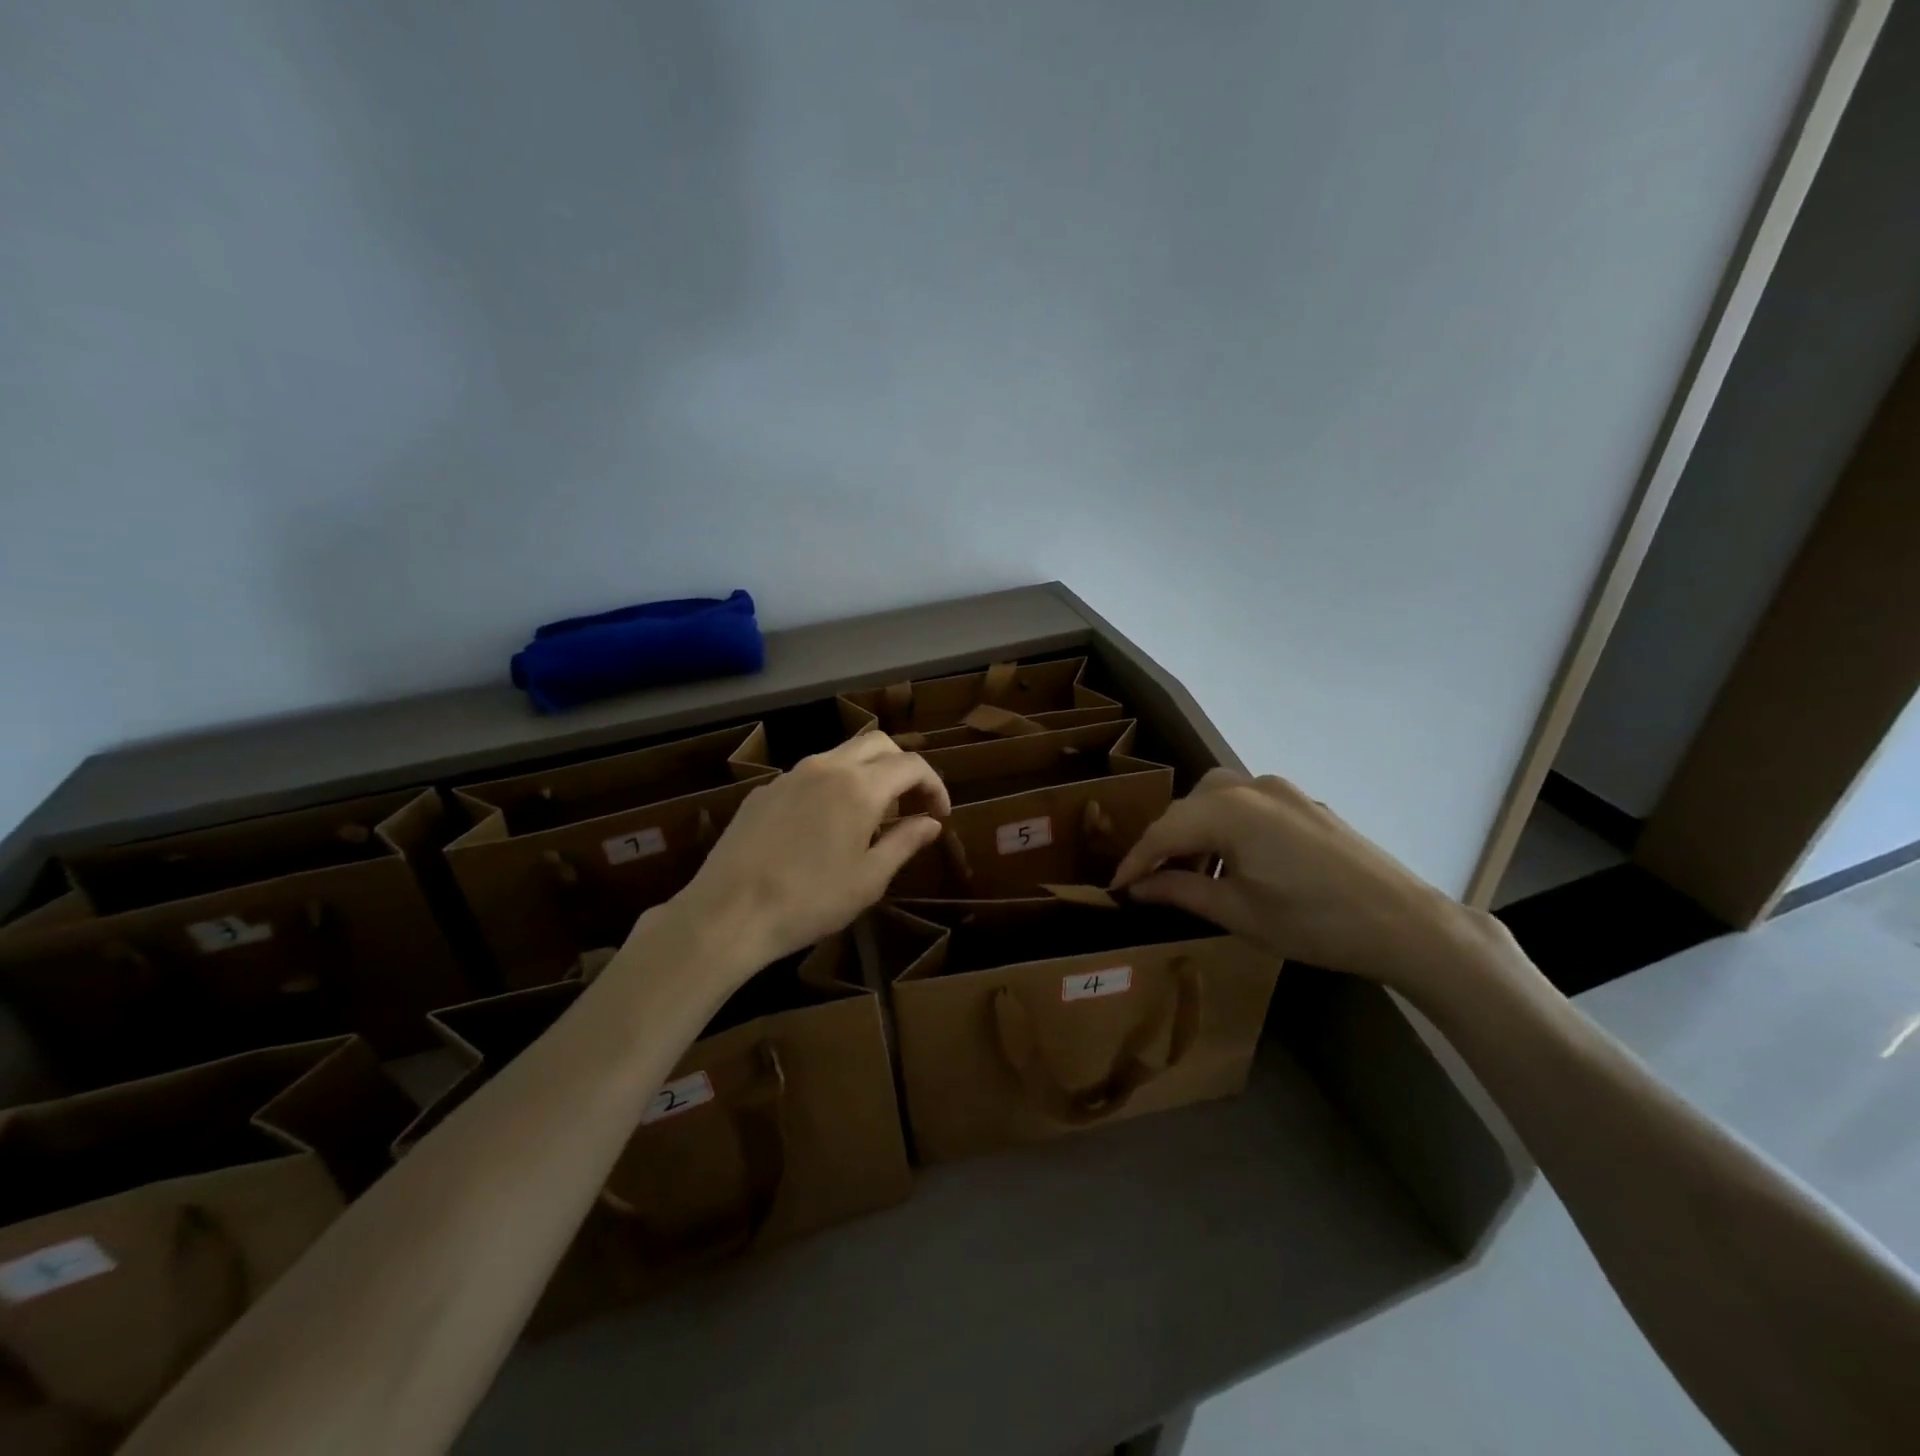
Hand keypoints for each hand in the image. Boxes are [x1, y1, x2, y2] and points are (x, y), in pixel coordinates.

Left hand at [657, 732, 949, 976]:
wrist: (728, 913)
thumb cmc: (810, 901)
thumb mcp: (869, 879)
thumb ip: (905, 842)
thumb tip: (930, 823)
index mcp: (859, 786)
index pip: (912, 764)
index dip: (934, 785)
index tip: (940, 814)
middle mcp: (826, 767)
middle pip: (878, 744)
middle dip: (903, 767)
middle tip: (911, 804)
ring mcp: (790, 775)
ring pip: (841, 754)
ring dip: (867, 772)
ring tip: (872, 814)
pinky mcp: (763, 791)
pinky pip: (809, 774)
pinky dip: (832, 785)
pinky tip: (824, 825)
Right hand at [1110, 769, 1469, 988]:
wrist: (1406, 923)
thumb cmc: (1314, 922)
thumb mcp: (1238, 912)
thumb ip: (1179, 892)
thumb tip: (1136, 888)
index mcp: (1229, 810)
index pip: (1164, 831)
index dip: (1135, 860)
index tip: (1115, 888)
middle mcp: (1252, 787)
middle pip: (1188, 807)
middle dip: (1165, 843)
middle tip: (1153, 882)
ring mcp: (1283, 791)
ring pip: (1216, 799)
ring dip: (1196, 832)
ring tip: (1192, 875)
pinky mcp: (1304, 803)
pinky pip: (1247, 805)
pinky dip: (1226, 827)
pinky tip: (1234, 863)